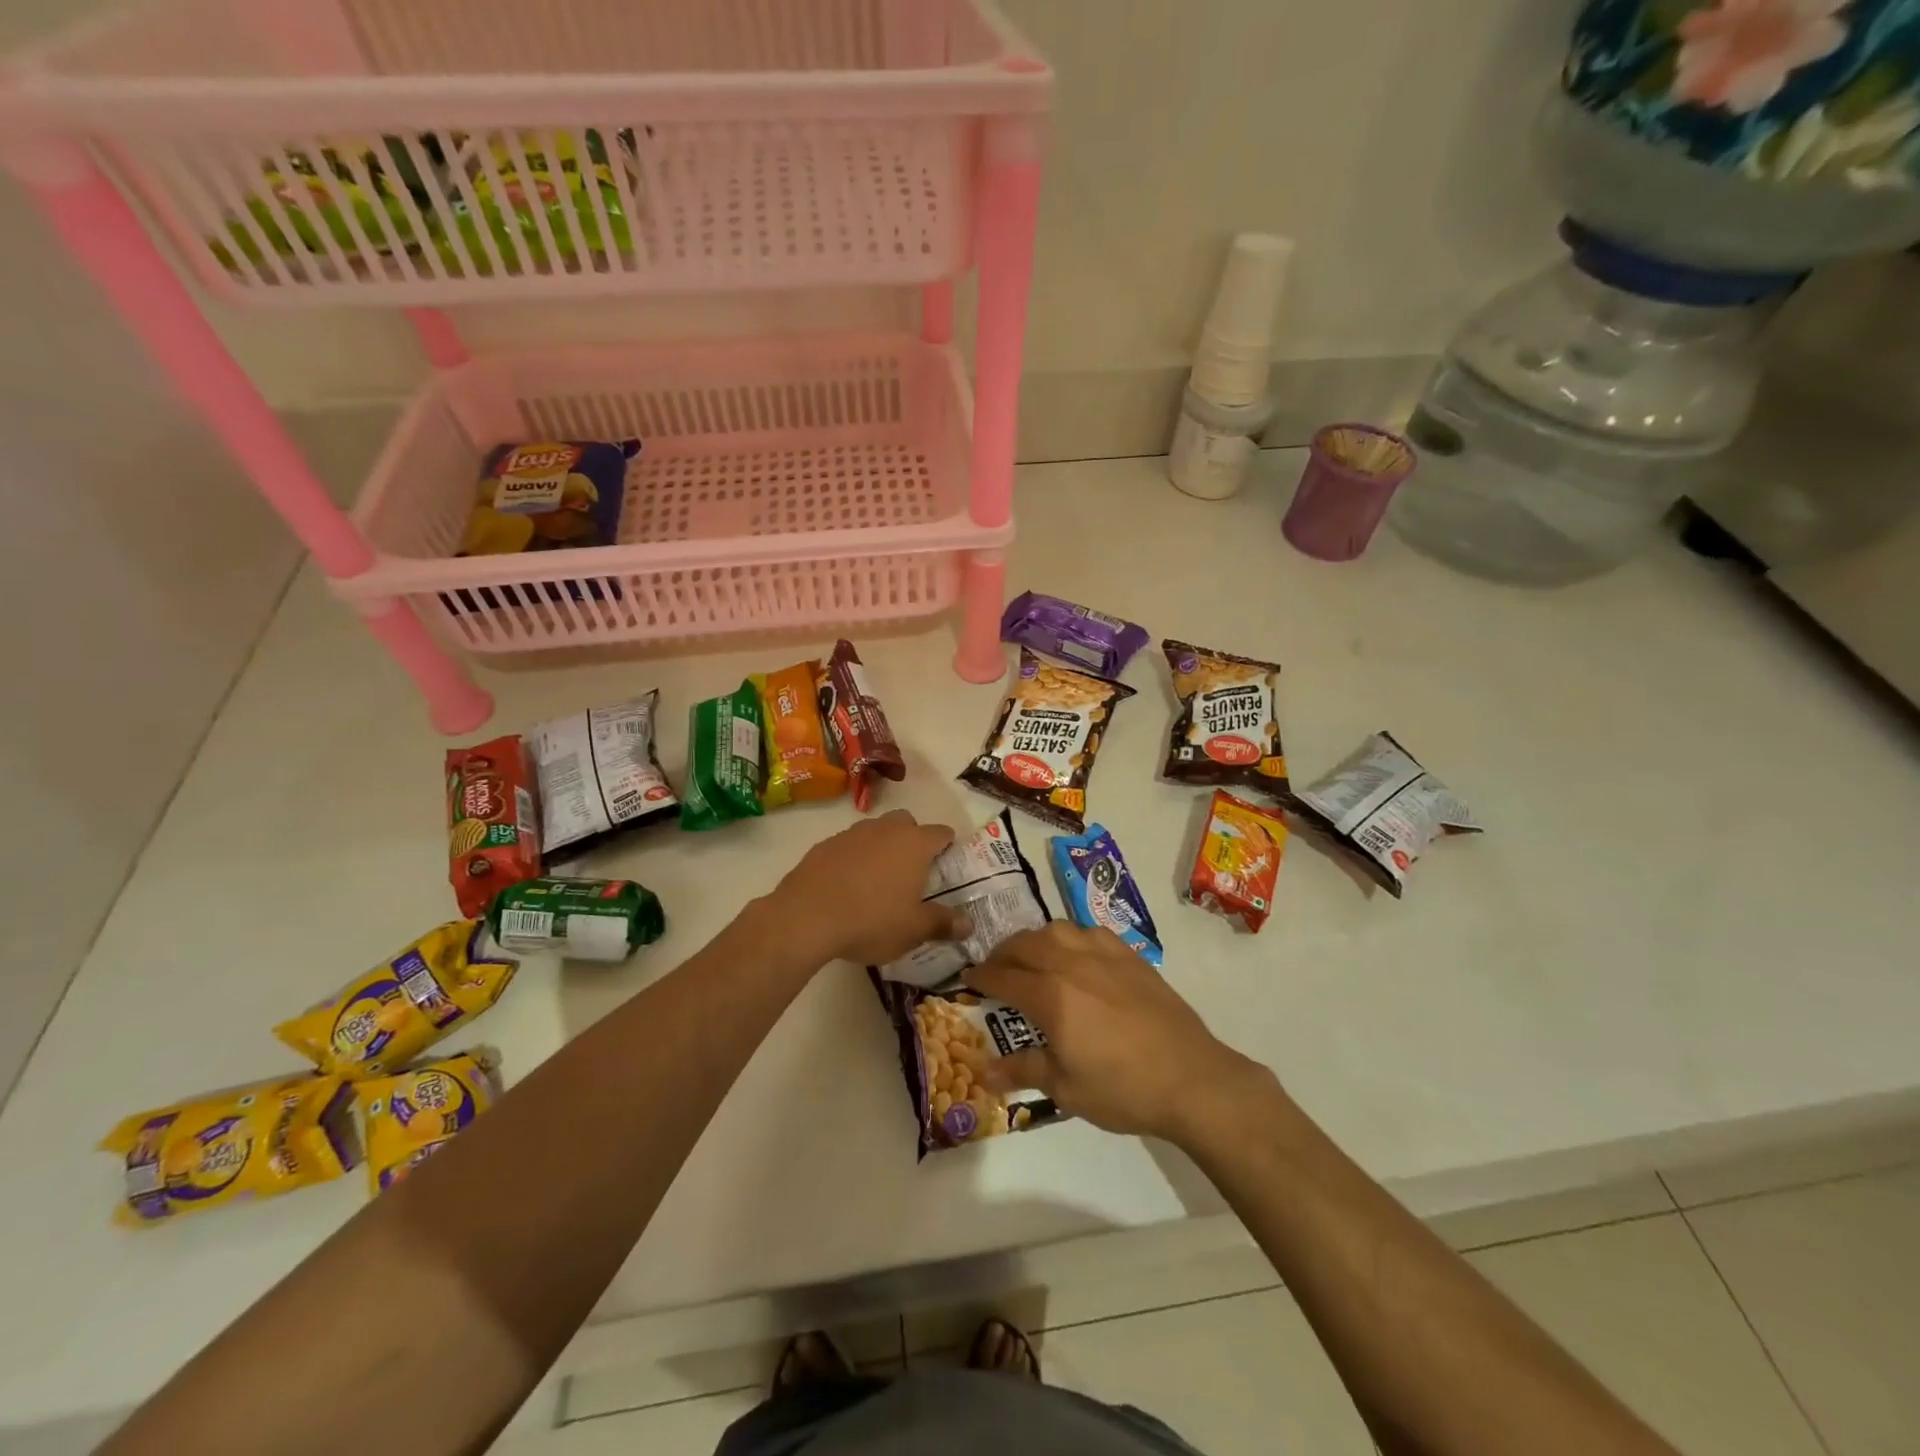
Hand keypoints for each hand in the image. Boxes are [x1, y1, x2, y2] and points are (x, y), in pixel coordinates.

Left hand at [770, 810, 967, 966]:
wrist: (806, 917)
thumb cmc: (872, 921)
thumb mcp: (913, 930)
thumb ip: (943, 924)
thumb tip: (969, 925)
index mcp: (914, 844)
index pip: (941, 833)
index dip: (947, 845)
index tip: (947, 861)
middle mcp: (885, 830)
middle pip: (906, 822)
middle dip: (912, 839)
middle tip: (912, 870)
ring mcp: (852, 834)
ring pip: (875, 830)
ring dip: (881, 846)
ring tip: (878, 878)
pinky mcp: (824, 845)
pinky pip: (848, 845)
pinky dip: (853, 857)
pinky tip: (847, 884)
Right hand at [965, 924, 1268, 1145]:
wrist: (1191, 1078)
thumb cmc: (1122, 1089)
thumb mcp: (1065, 1088)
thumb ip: (1022, 1070)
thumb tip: (983, 1073)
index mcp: (1052, 996)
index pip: (1005, 978)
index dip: (982, 977)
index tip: (968, 978)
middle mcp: (1073, 964)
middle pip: (1027, 944)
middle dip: (1003, 953)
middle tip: (995, 967)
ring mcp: (1104, 955)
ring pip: (1058, 929)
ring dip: (1036, 939)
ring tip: (1032, 956)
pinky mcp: (1130, 957)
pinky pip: (1091, 932)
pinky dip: (1071, 936)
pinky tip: (1075, 953)